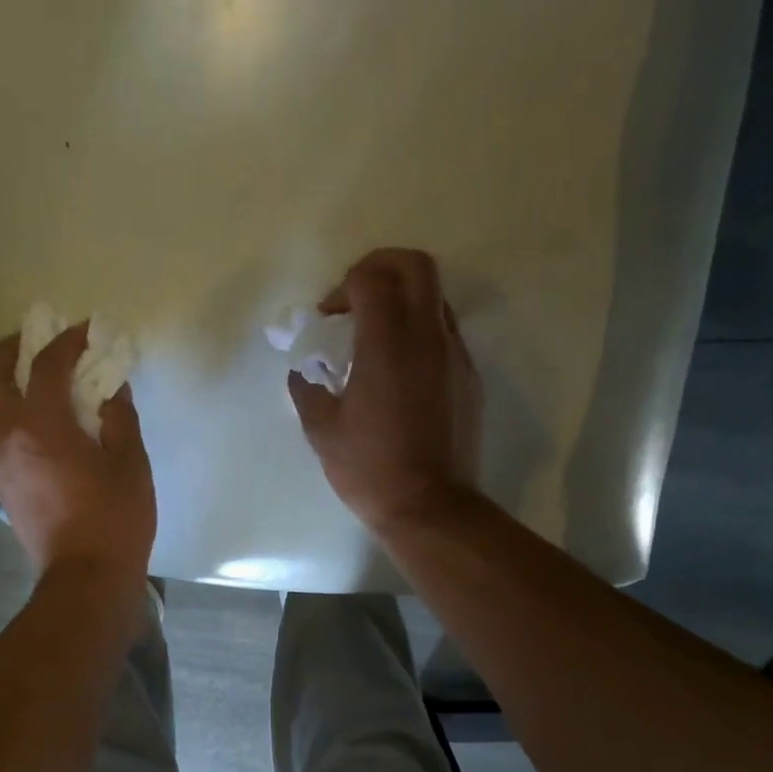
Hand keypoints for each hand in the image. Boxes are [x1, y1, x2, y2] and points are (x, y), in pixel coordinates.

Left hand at [0, 324, 155, 581]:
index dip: (66, 342)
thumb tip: (112, 391)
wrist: (85, 578)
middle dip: (9, 351)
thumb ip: (119, 420)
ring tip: (32, 379)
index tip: (85, 331)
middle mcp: (8, 438)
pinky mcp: (3, 487)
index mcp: (41, 426)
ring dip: (3, 383)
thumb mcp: (130, 464)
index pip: (46, 367)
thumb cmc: (115, 520)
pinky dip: (8, 414)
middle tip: (34, 341)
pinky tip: (36, 423)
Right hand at [289, 248, 483, 536]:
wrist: (430, 507)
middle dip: (382, 266)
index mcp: (387, 343)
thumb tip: (303, 374)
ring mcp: (454, 355)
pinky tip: (401, 367)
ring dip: (404, 299)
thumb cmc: (370, 469)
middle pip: (416, 265)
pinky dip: (421, 331)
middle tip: (357, 297)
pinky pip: (446, 333)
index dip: (344, 286)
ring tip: (378, 334)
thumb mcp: (323, 432)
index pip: (372, 278)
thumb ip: (308, 391)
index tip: (329, 317)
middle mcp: (427, 337)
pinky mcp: (469, 377)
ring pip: (436, 297)